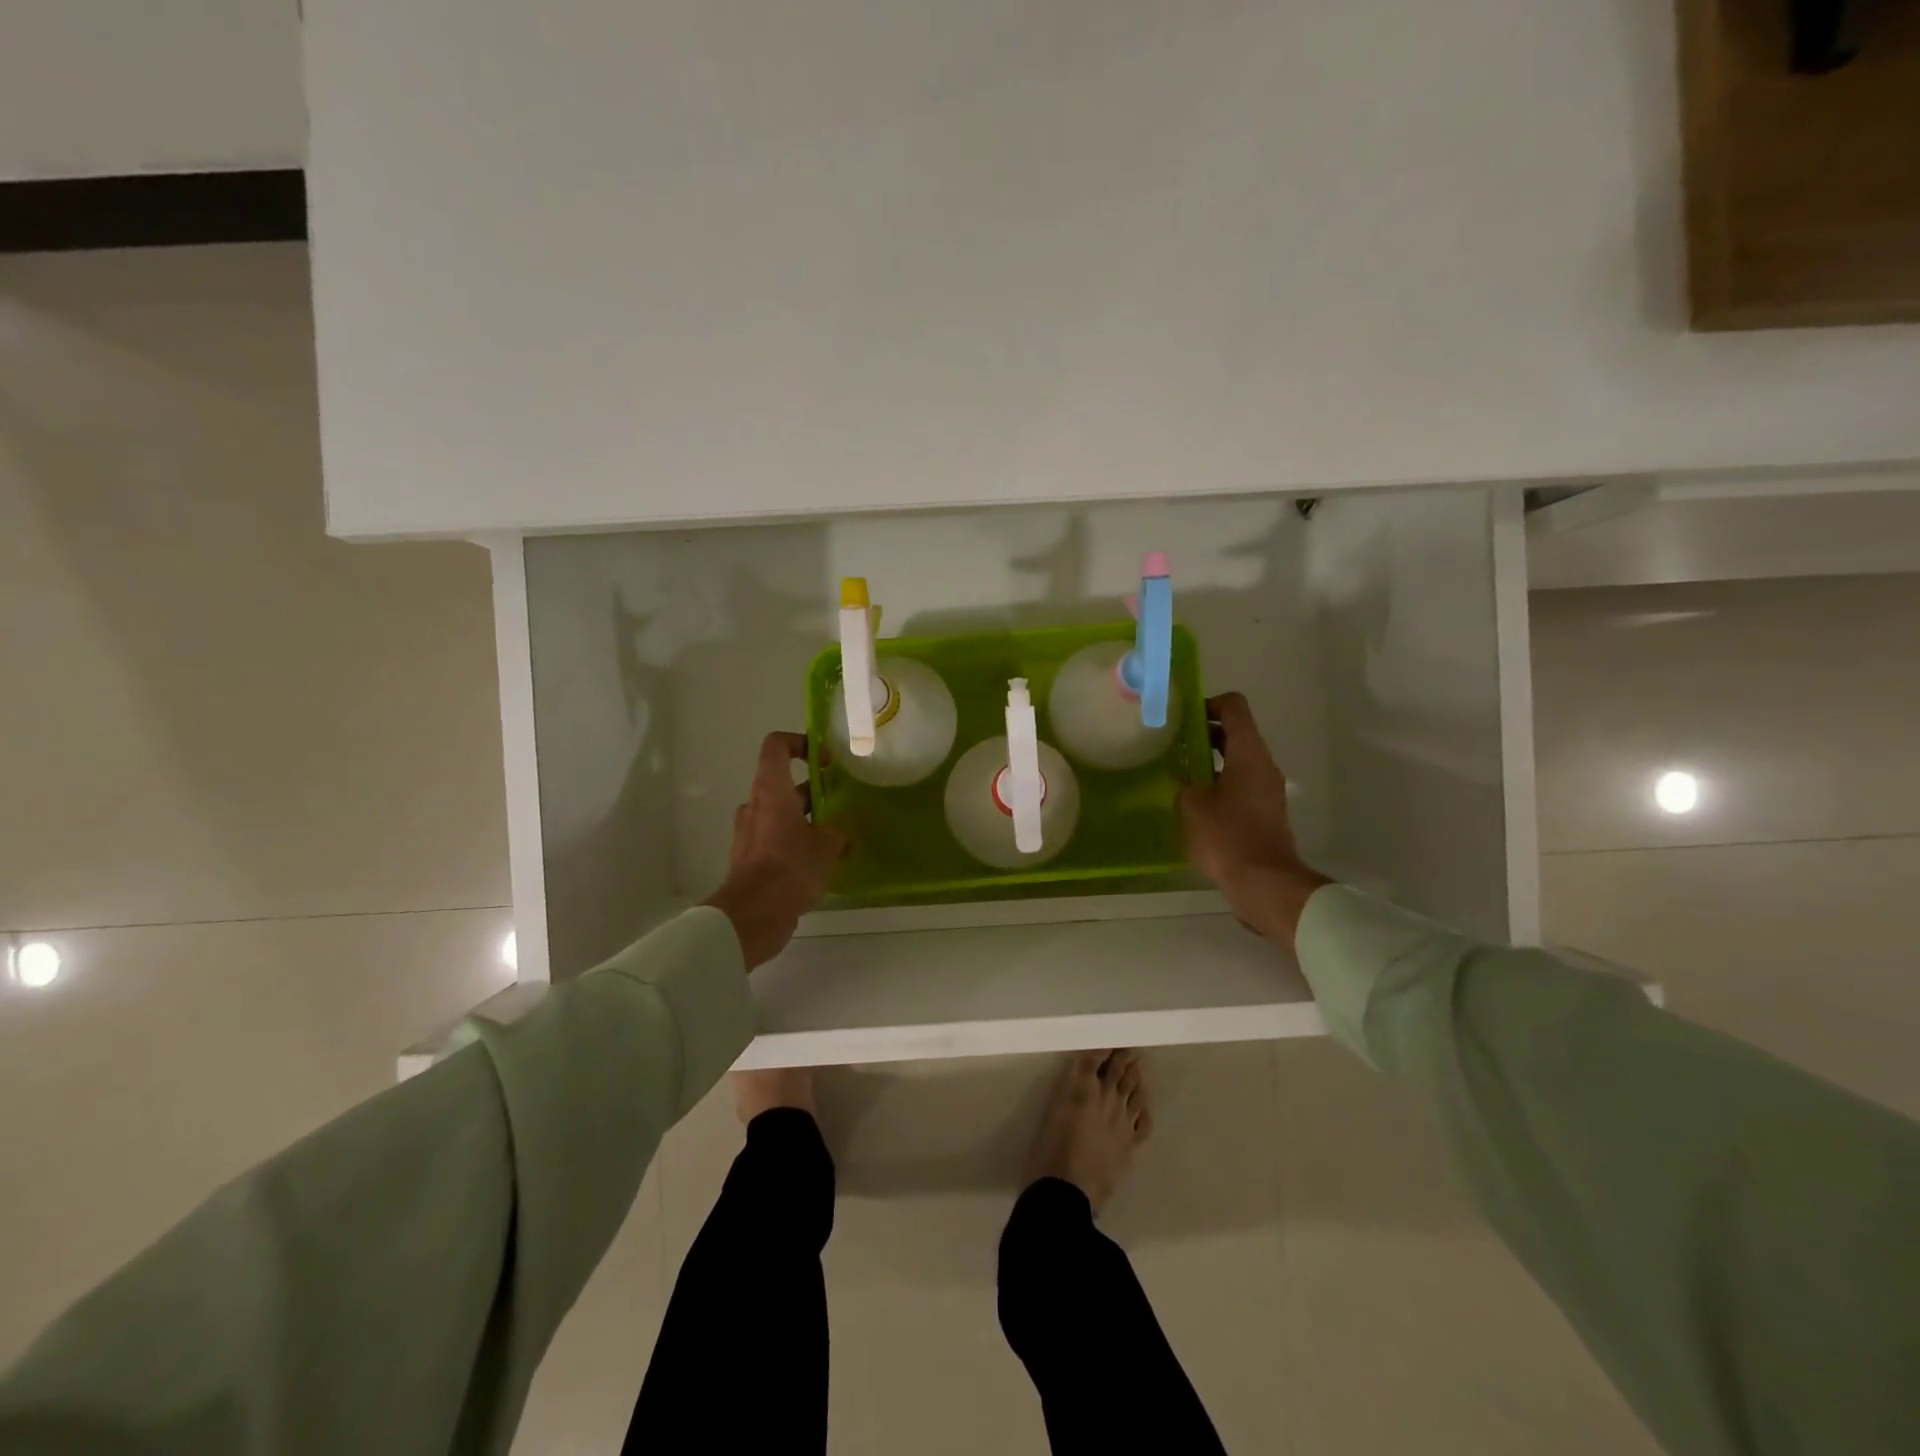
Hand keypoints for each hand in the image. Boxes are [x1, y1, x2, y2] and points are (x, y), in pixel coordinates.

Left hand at [704, 732, 846, 969]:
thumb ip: (837, 831)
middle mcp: (755, 806)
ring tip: (834, 840)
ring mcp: (749, 833)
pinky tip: (818, 865)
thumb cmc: (791, 868)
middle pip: (781, 784)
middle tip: (839, 806)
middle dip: (812, 792)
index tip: (825, 760)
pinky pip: (774, 841)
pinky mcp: (748, 859)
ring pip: (779, 815)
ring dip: (804, 821)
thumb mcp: (827, 846)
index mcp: (771, 790)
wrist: (754, 915)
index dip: (800, 743)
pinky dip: (793, 844)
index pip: (776, 746)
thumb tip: (840, 831)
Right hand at [1177, 693, 1330, 949]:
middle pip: (1237, 732)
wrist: (1264, 883)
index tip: (1183, 718)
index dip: (1208, 704)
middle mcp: (1263, 764)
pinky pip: (1241, 783)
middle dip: (1205, 734)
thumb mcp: (1191, 805)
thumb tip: (1186, 779)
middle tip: (1174, 745)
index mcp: (1248, 753)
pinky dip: (1220, 782)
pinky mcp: (1266, 811)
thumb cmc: (1226, 837)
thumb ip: (1185, 782)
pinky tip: (1197, 802)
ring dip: (1211, 760)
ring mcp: (1268, 789)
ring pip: (1238, 759)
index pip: (1234, 707)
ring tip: (1181, 774)